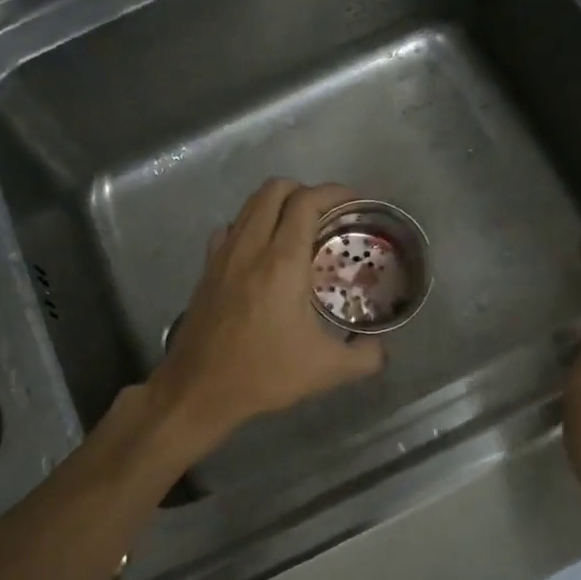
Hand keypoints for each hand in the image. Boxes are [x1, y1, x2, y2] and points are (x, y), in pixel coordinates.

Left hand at [147, 179, 385, 456]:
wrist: (199, 390)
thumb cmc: (264, 374)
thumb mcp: (326, 371)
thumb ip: (365, 356)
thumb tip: (382, 346)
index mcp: (282, 262)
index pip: (306, 202)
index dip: (335, 192)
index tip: (355, 202)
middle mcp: (250, 248)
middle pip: (275, 189)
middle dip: (306, 190)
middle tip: (328, 215)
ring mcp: (223, 255)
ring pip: (249, 205)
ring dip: (277, 205)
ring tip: (299, 230)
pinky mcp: (207, 269)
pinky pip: (231, 228)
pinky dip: (251, 225)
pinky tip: (263, 253)